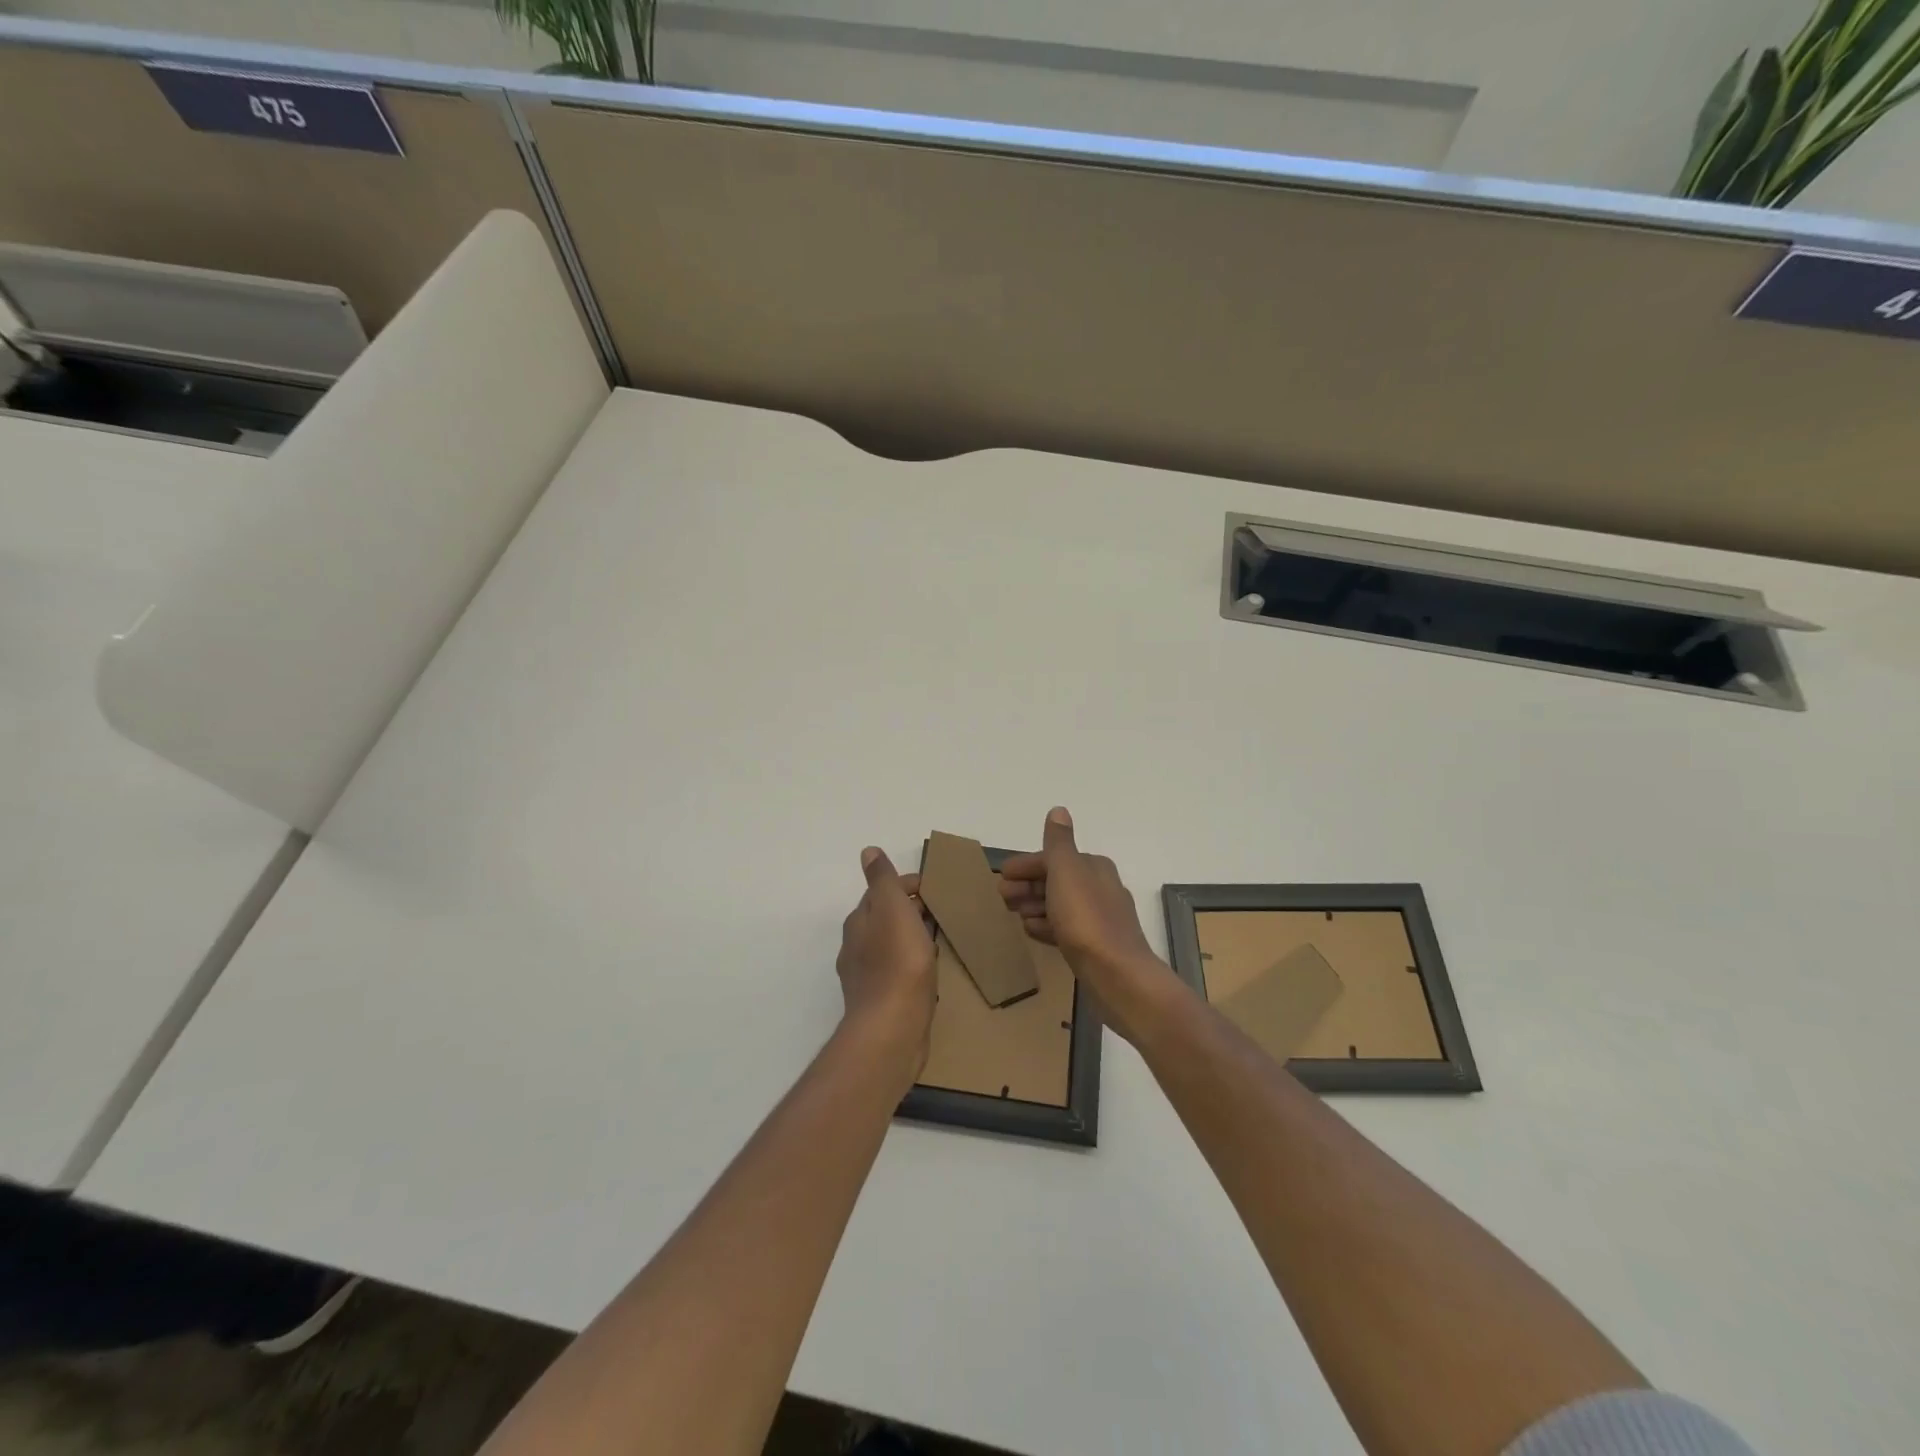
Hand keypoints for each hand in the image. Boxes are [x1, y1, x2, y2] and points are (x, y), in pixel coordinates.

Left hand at [836, 848, 936, 1073]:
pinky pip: (896, 973)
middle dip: (907, 911)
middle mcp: (855, 947)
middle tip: (939, 911)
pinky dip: (910, 964)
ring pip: (888, 946)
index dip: (906, 885)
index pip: (880, 892)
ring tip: (935, 940)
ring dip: (908, 938)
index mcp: (858, 921)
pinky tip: (926, 973)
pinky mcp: (879, 1003)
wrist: (892, 1027)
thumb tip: (868, 851)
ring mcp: (865, 977)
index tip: (932, 888)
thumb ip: (882, 880)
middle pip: (882, 919)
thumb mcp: (892, 908)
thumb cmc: (897, 962)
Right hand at [998, 808, 1177, 1043]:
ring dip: (1034, 905)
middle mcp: (1100, 888)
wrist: (1117, 975)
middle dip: (1027, 885)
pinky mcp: (1095, 946)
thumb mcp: (1066, 871)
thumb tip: (1059, 810)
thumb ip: (1058, 842)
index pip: (1054, 858)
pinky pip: (1065, 928)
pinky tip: (1032, 931)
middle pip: (1056, 881)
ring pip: (1059, 905)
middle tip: (1002, 896)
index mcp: (1094, 867)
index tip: (1001, 875)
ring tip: (1012, 913)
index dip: (1026, 865)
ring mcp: (1099, 919)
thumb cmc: (1086, 919)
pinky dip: (1046, 925)